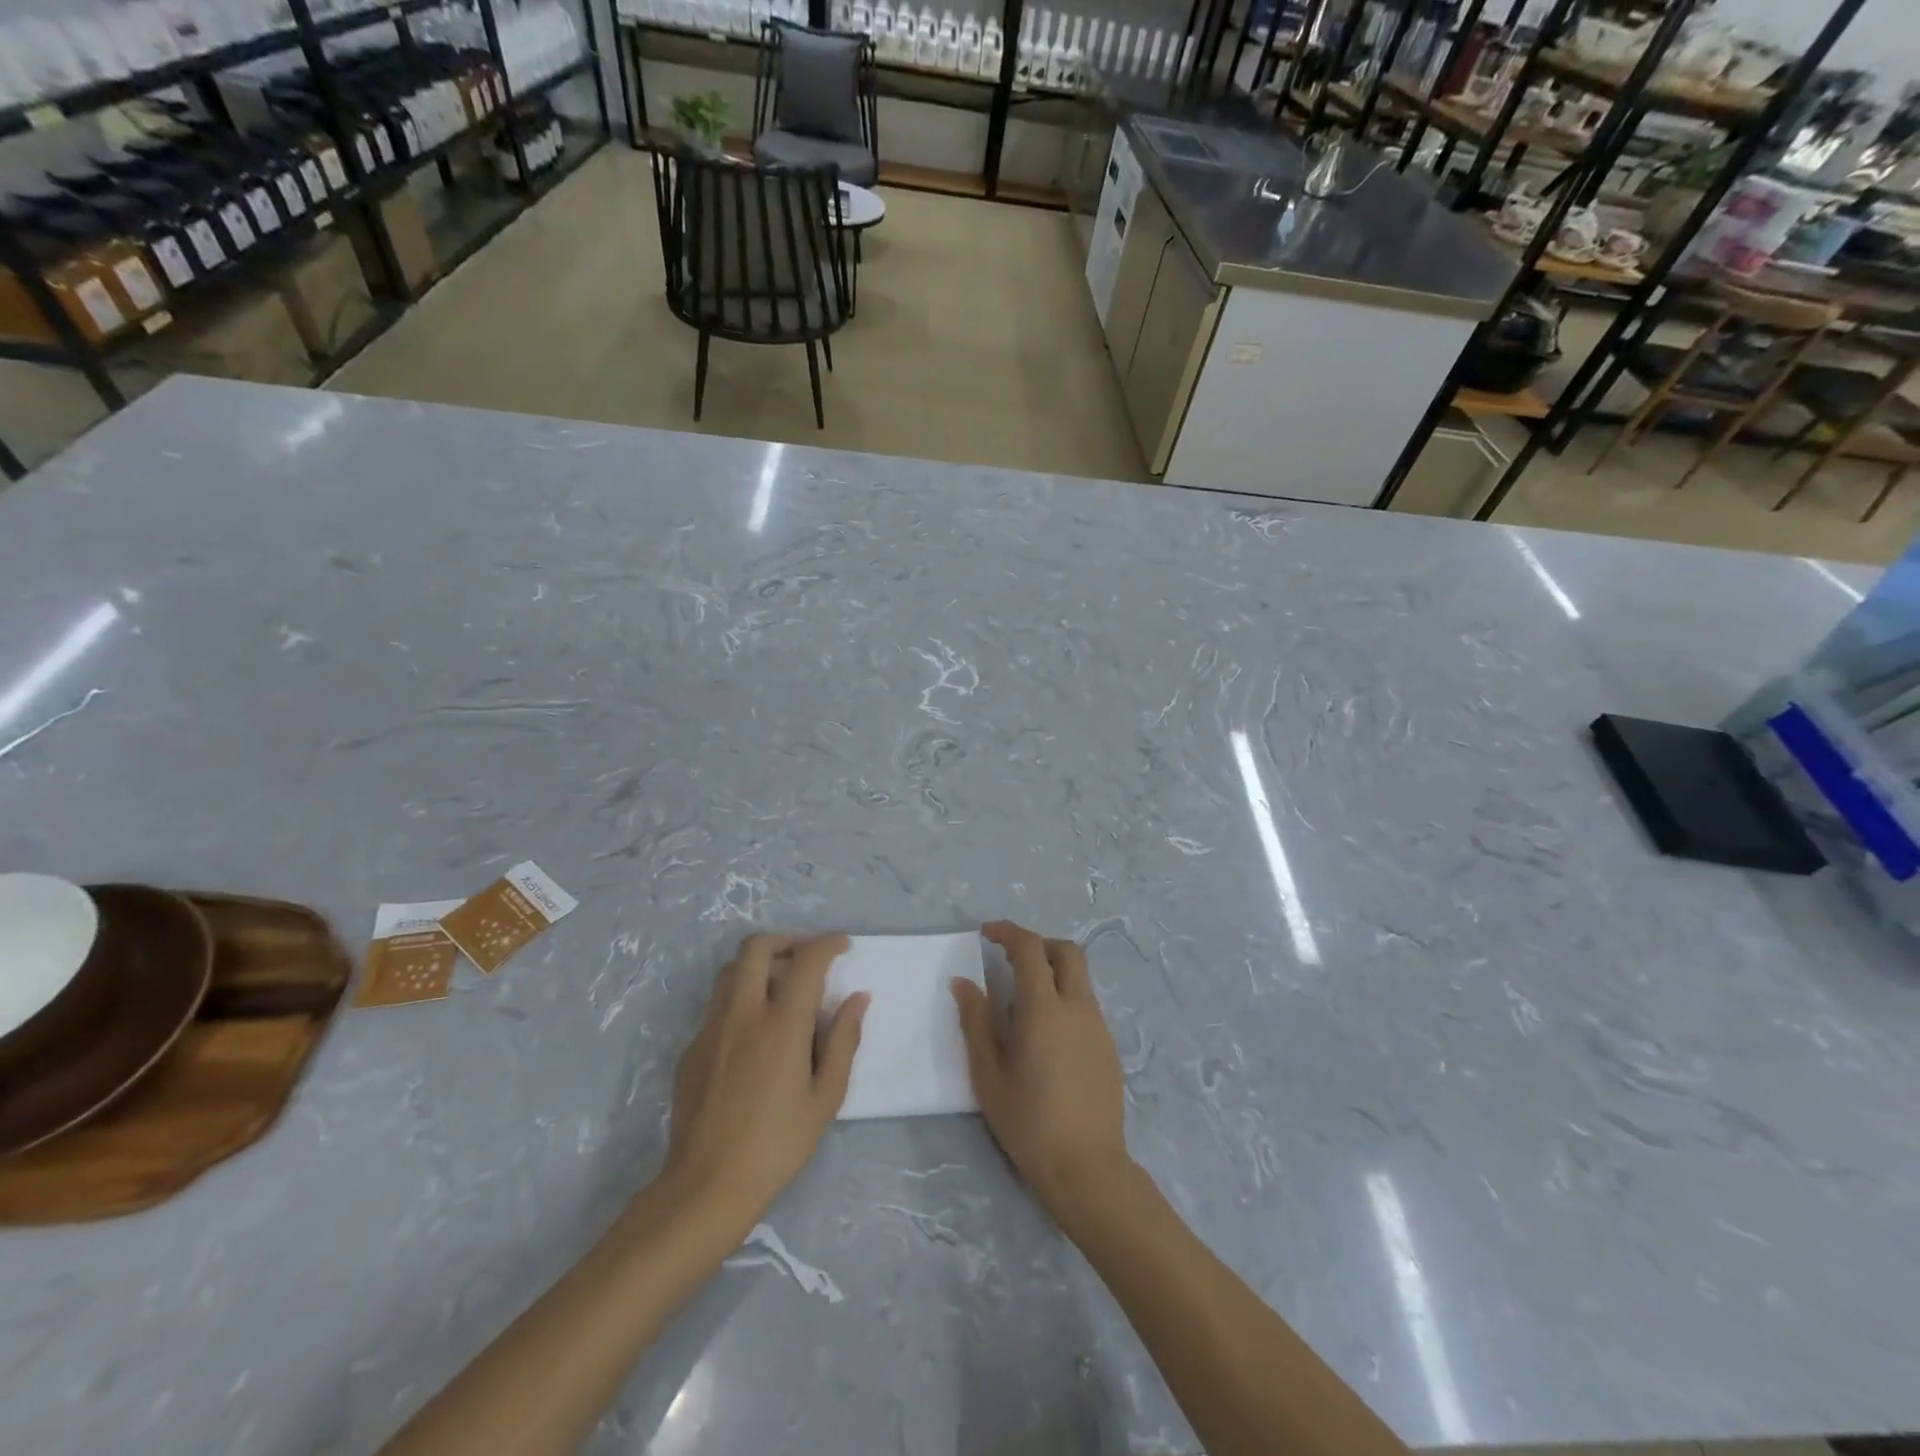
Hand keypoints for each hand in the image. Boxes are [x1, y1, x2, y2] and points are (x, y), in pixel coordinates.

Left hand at [664, 933, 867, 1227]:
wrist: (706, 1186)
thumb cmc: (777, 1144)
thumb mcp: (825, 1097)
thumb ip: (843, 1040)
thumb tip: (857, 999)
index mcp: (781, 1024)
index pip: (807, 960)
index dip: (828, 943)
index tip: (842, 946)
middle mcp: (742, 1014)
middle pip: (756, 947)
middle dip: (785, 940)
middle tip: (805, 957)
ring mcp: (710, 1029)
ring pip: (730, 971)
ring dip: (758, 965)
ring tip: (780, 988)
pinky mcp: (691, 1049)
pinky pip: (717, 1006)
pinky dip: (740, 1000)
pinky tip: (754, 1034)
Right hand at [952, 921, 1132, 1225]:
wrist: (1087, 1169)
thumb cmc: (1028, 1123)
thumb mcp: (988, 1075)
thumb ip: (975, 1022)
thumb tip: (963, 983)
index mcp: (1045, 1010)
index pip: (1030, 949)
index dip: (1008, 933)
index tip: (986, 934)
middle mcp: (1077, 1008)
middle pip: (1067, 952)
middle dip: (1038, 944)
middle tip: (1010, 958)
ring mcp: (1098, 1027)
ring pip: (1080, 979)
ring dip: (1053, 972)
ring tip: (1023, 1001)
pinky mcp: (1109, 1047)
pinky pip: (1085, 1005)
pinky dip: (1064, 998)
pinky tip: (1045, 1035)